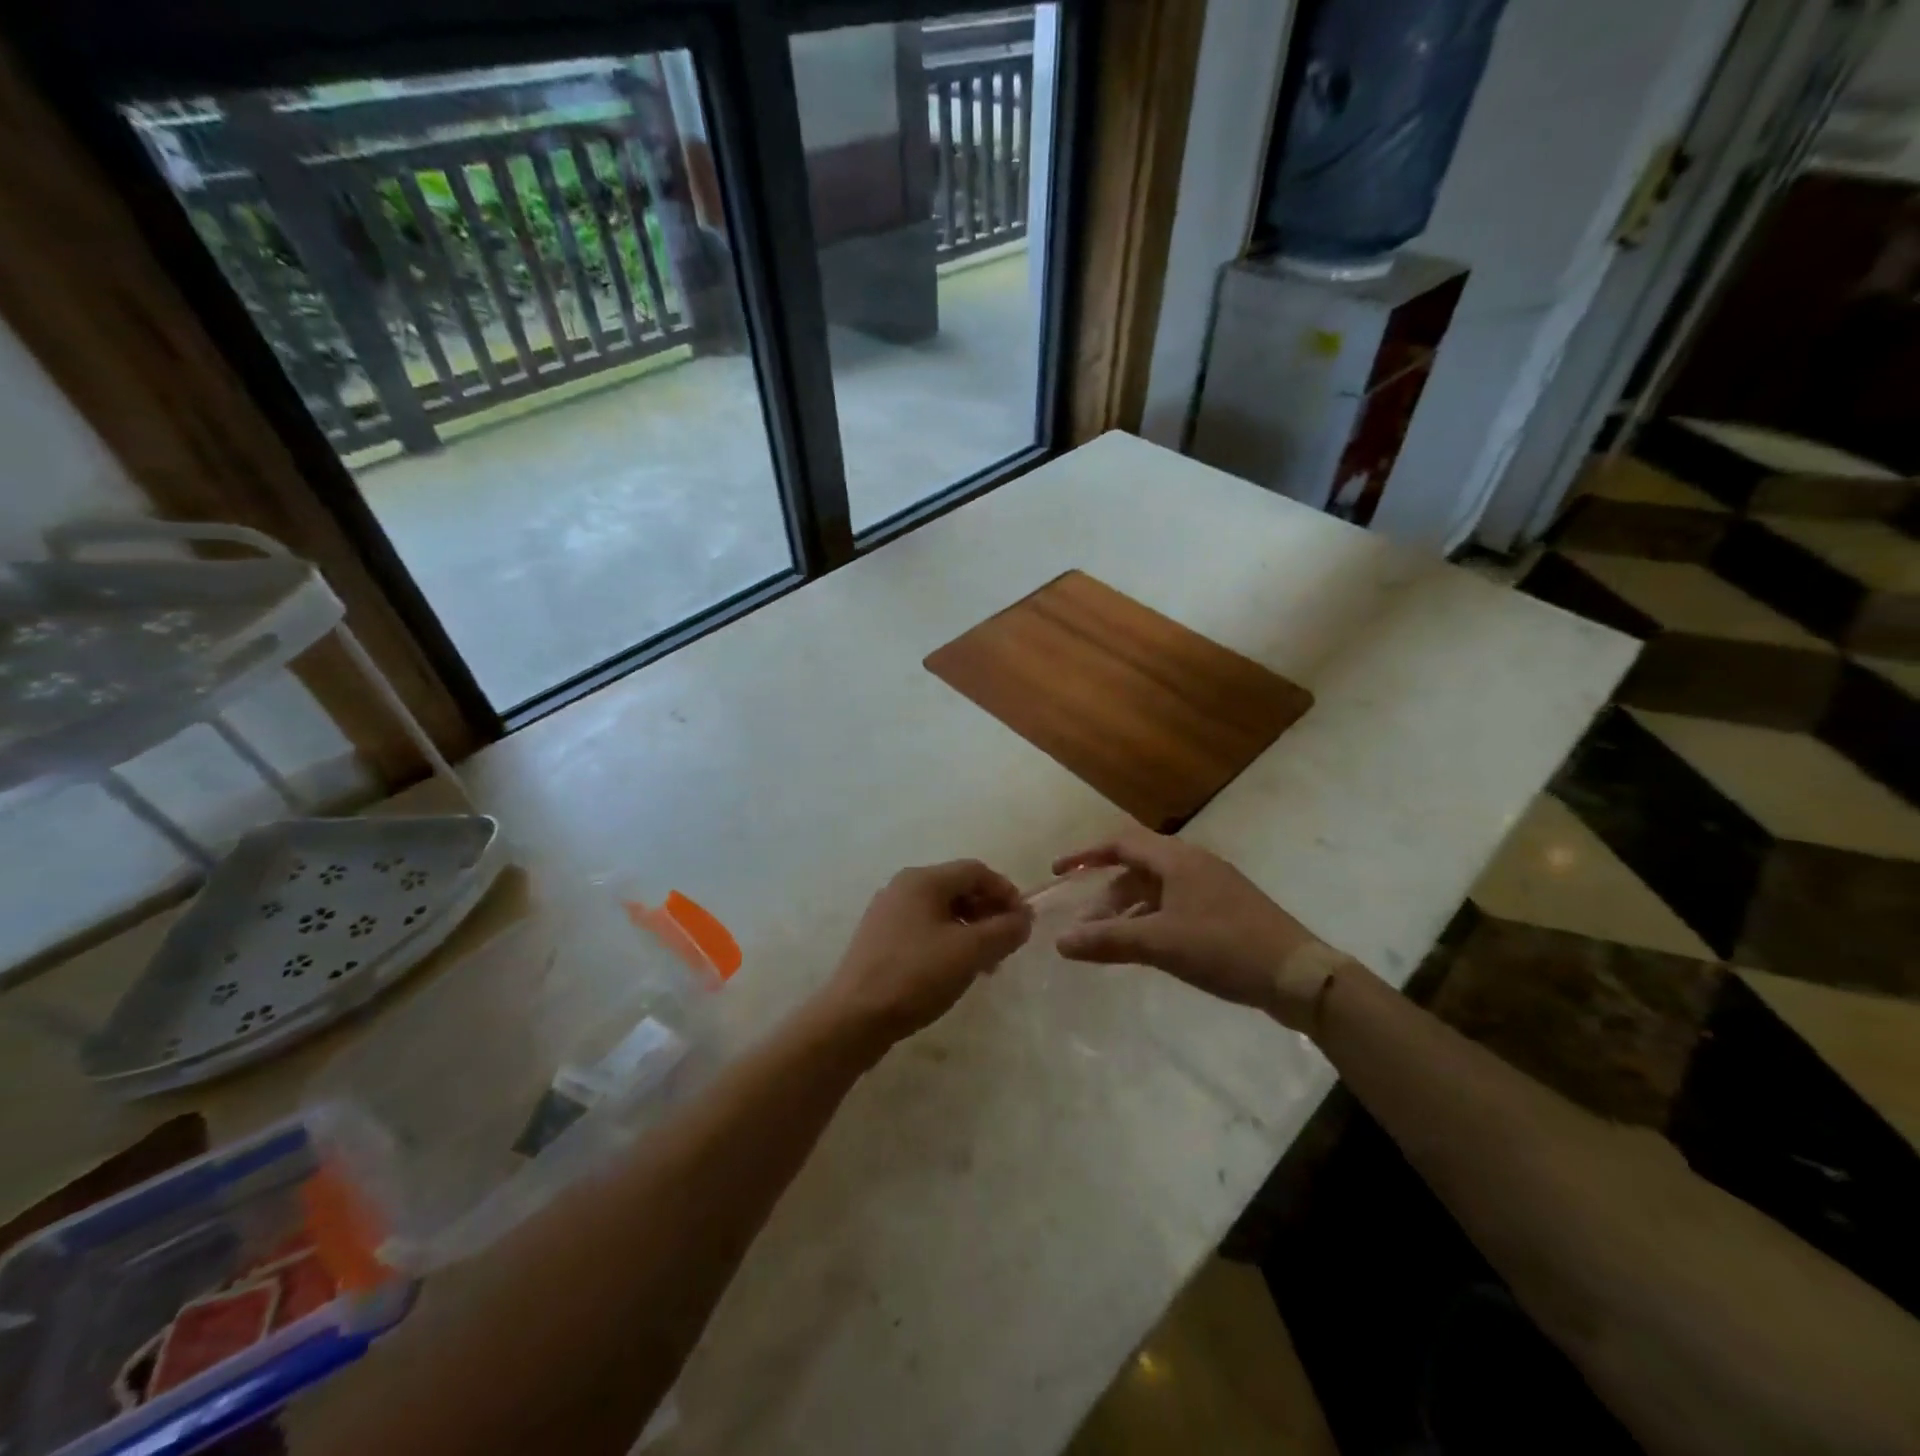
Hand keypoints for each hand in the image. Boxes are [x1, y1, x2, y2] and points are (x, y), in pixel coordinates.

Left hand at [819, 860, 1033, 1053]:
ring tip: (985, 964)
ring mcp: (887, 913)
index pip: (976, 870)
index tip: (1024, 923)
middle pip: (958, 888)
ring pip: (941, 911)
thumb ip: (1004, 931)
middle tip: (1007, 946)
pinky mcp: (879, 939)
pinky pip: (924, 929)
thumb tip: (1024, 918)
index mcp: (923, 880)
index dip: (1006, 892)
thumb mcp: (969, 952)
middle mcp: (902, 887)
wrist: (853, 1017)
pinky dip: (947, 942)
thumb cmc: (915, 976)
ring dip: (970, 931)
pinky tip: (954, 971)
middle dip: (988, 913)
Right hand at [1052, 827, 1334, 1024]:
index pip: (1120, 843)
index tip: (1059, 872)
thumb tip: (1060, 942)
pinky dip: (1152, 920)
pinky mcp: (1226, 910)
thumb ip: (1107, 940)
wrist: (1299, 975)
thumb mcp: (1160, 943)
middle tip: (1085, 925)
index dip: (1086, 855)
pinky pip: (1176, 905)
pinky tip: (1147, 948)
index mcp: (1177, 859)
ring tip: (1110, 941)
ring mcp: (1212, 887)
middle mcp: (1193, 864)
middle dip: (1106, 894)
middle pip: (1137, 868)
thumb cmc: (1224, 947)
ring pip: (1157, 890)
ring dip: (1129, 911)